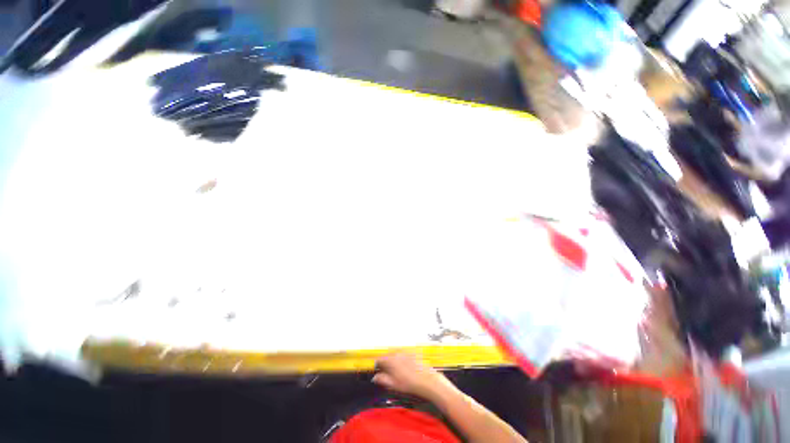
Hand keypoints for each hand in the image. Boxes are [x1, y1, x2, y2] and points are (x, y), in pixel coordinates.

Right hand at [372, 353, 452, 399]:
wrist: (427, 380)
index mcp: (391, 360)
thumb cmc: (409, 384)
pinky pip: (402, 355)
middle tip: (386, 374)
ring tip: (395, 372)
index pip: (379, 360)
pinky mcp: (412, 353)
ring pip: (395, 355)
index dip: (377, 366)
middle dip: (385, 363)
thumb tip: (375, 378)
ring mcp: (405, 352)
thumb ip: (382, 379)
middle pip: (387, 356)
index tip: (377, 372)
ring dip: (392, 362)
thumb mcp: (393, 385)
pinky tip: (404, 369)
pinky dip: (400, 360)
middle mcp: (397, 353)